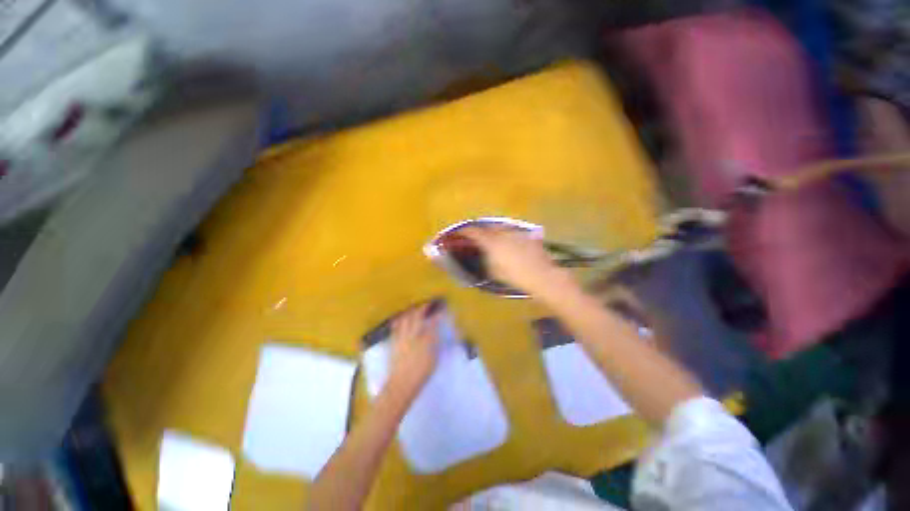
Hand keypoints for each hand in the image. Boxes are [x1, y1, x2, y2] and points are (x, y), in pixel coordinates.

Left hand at [388, 303, 439, 392]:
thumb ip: (435, 344)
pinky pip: (396, 327)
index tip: (440, 310)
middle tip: (427, 304)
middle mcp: (413, 335)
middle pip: (417, 317)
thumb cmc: (421, 374)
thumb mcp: (433, 359)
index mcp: (425, 340)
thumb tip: (436, 333)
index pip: (433, 323)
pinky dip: (399, 321)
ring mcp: (402, 338)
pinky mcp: (394, 343)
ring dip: (410, 312)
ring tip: (414, 309)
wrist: (401, 384)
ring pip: (405, 319)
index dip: (437, 315)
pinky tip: (401, 319)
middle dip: (422, 308)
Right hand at [460, 226, 576, 298]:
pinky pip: (511, 232)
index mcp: (491, 241)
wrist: (541, 275)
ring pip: (500, 228)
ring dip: (493, 232)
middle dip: (479, 231)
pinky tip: (508, 243)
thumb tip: (482, 254)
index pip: (473, 232)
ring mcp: (515, 232)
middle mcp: (502, 232)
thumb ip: (485, 259)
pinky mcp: (526, 234)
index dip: (464, 231)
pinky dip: (506, 236)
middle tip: (475, 237)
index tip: (459, 233)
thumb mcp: (494, 271)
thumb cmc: (514, 276)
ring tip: (492, 239)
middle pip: (487, 227)